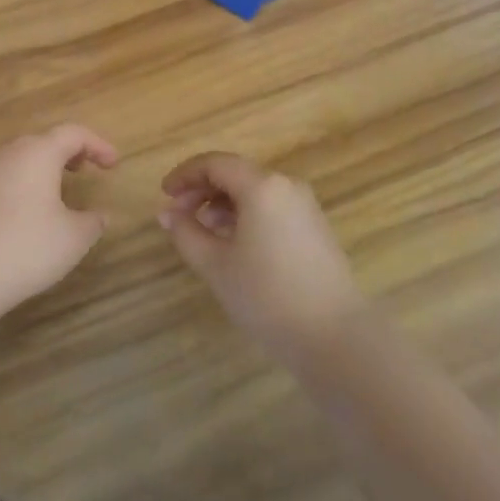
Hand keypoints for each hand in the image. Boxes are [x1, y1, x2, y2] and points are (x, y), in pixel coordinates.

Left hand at [0, 125, 119, 317]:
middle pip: (43, 141)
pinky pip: (2, 178)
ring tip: (56, 192)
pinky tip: (25, 214)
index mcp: (38, 153)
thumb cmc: (26, 247)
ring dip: (42, 169)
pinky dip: (21, 185)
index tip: (113, 164)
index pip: (73, 133)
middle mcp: (9, 153)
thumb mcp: (73, 238)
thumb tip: (99, 215)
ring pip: (19, 159)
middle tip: (84, 170)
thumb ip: (92, 222)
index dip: (98, 145)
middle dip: (67, 152)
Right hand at [160, 152, 363, 359]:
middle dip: (202, 190)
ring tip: (203, 233)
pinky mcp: (315, 228)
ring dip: (223, 204)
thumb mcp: (215, 264)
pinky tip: (233, 244)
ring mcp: (305, 206)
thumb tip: (168, 213)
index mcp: (262, 186)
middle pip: (235, 173)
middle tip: (179, 215)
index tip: (164, 195)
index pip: (214, 163)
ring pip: (254, 191)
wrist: (335, 337)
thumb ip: (186, 232)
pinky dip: (246, 215)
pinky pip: (271, 207)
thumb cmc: (267, 295)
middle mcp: (286, 185)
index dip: (185, 175)